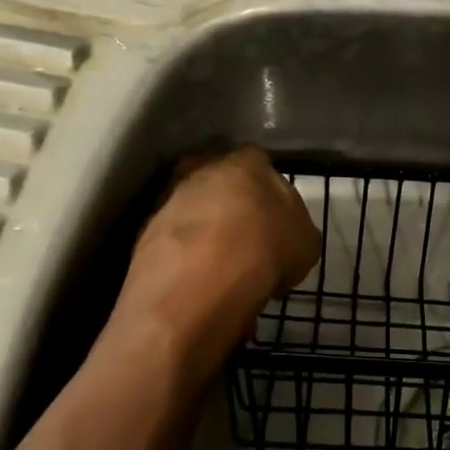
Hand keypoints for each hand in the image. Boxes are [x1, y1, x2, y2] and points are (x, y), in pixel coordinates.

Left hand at [122, 148, 320, 352]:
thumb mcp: (306, 242)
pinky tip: (200, 287)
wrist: (199, 282)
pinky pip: (174, 245)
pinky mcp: (143, 234)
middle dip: (233, 210)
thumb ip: (295, 228)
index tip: (276, 223)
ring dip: (206, 237)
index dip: (270, 194)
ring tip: (224, 273)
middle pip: (221, 186)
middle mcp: (202, 171)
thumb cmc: (265, 249)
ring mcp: (168, 200)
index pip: (261, 165)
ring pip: (193, 214)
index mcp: (247, 163)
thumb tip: (284, 234)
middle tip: (248, 244)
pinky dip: (185, 261)